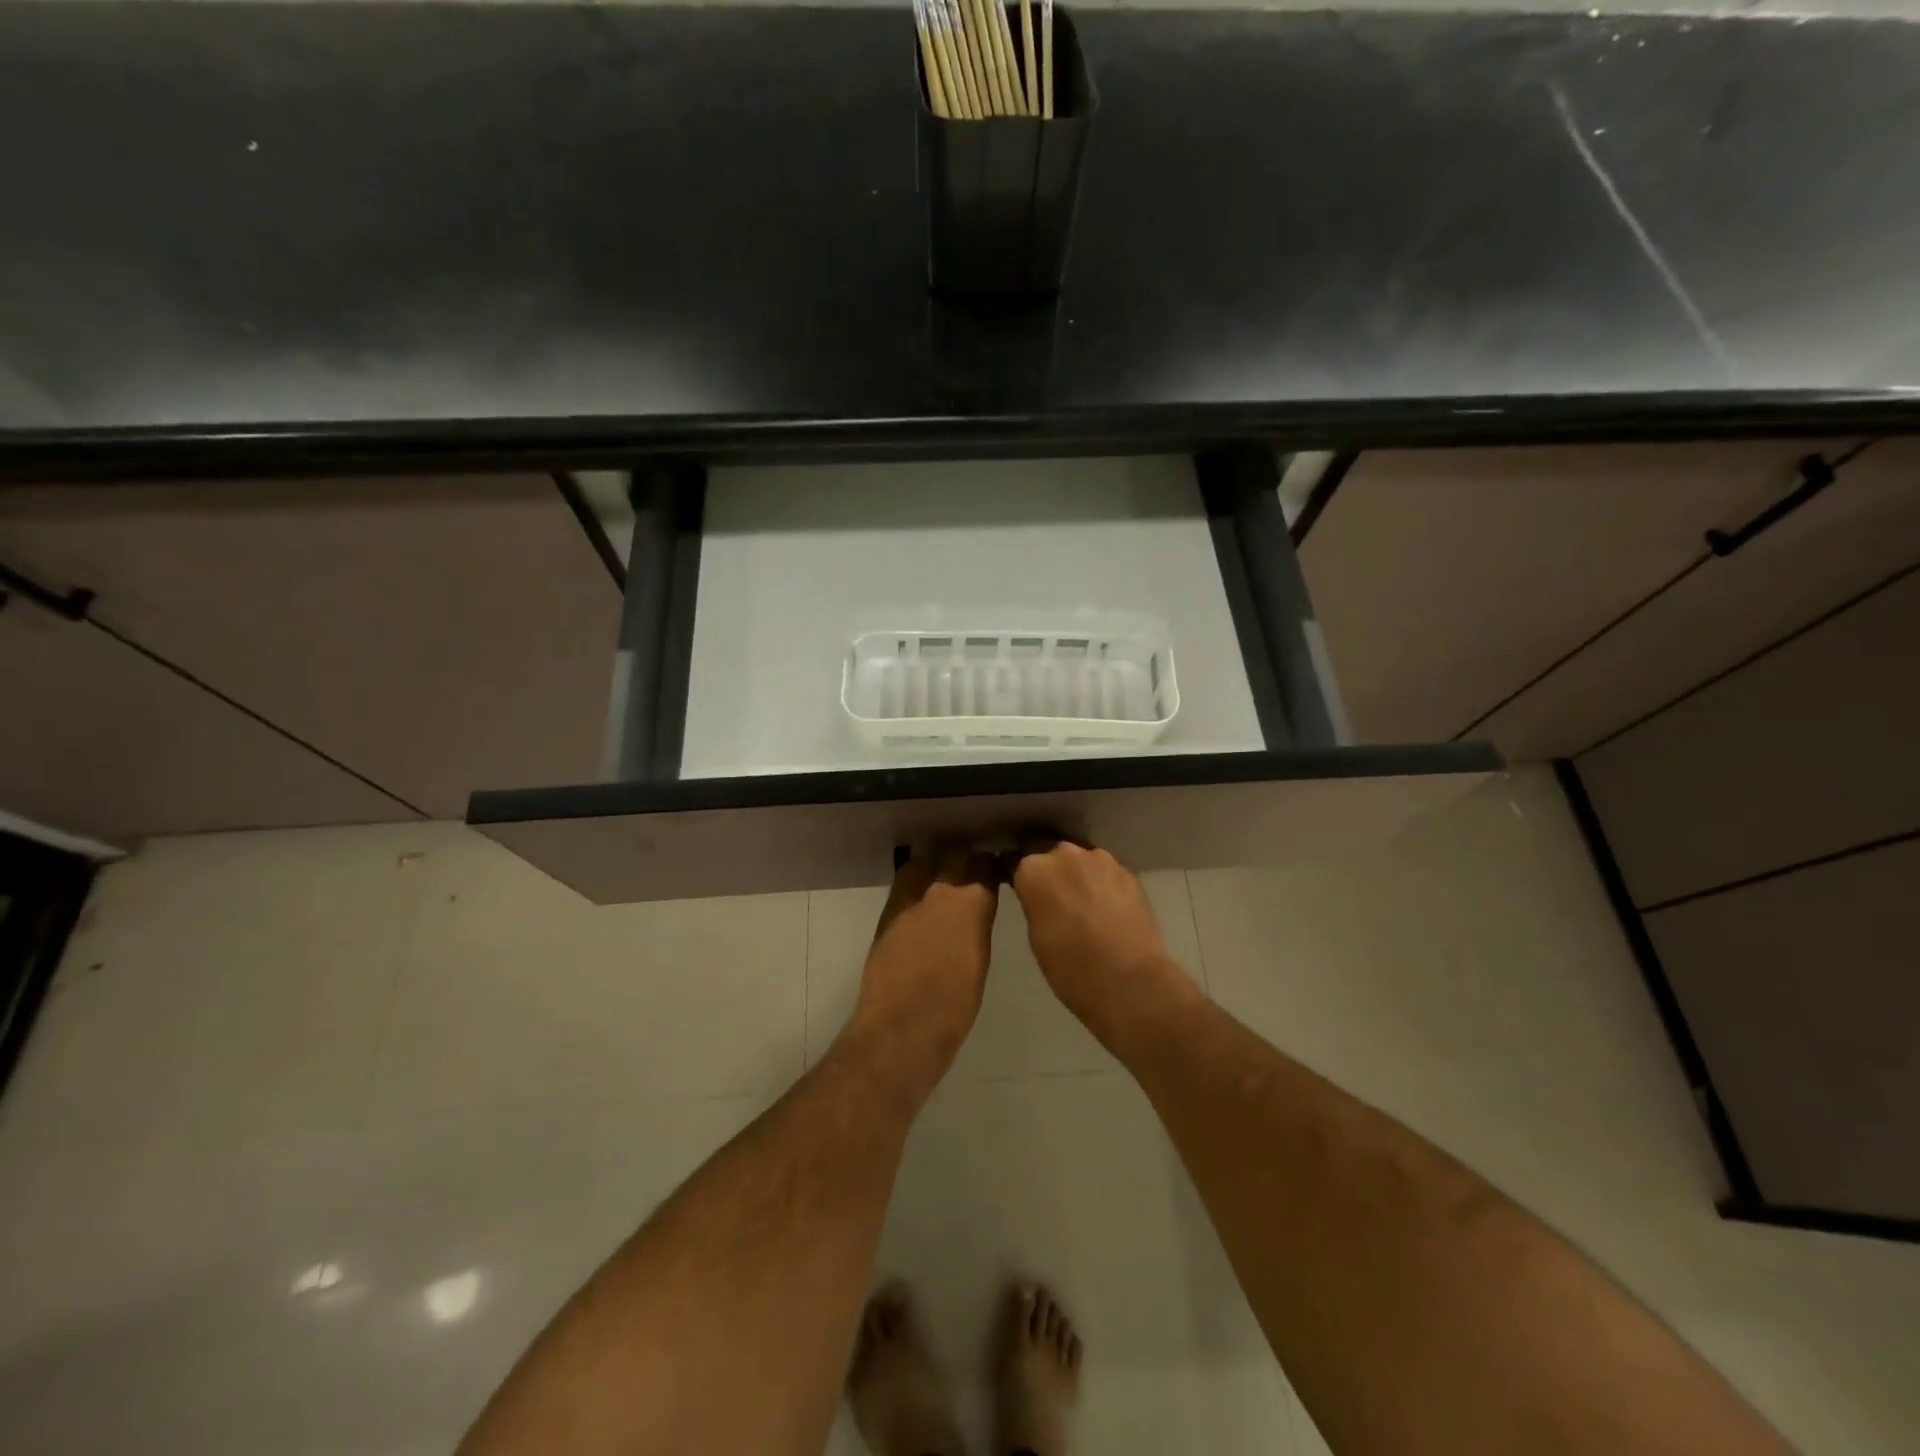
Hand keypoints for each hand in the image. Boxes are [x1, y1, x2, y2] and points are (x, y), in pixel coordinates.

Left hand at [847, 847, 999, 1085]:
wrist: (902, 1027)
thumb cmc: (955, 1005)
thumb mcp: (980, 960)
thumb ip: (977, 925)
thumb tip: (975, 913)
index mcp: (971, 903)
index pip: (984, 866)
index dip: (990, 867)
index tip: (994, 873)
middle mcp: (939, 891)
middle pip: (954, 856)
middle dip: (964, 861)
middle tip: (970, 873)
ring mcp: (908, 900)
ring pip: (923, 864)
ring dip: (935, 867)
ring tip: (942, 880)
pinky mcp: (887, 915)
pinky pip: (904, 886)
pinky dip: (915, 887)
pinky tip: (921, 903)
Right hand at [1010, 841, 1198, 1044]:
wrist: (1129, 982)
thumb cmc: (1070, 968)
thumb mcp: (1035, 935)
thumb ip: (1034, 902)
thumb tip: (1039, 894)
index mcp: (1033, 869)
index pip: (1014, 859)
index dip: (1015, 872)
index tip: (1019, 886)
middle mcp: (1064, 854)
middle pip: (1049, 852)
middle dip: (1049, 869)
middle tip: (1053, 896)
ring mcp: (1100, 859)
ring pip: (1080, 859)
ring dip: (1077, 874)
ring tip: (1083, 901)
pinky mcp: (1128, 872)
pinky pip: (1105, 872)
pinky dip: (1101, 883)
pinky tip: (1106, 907)